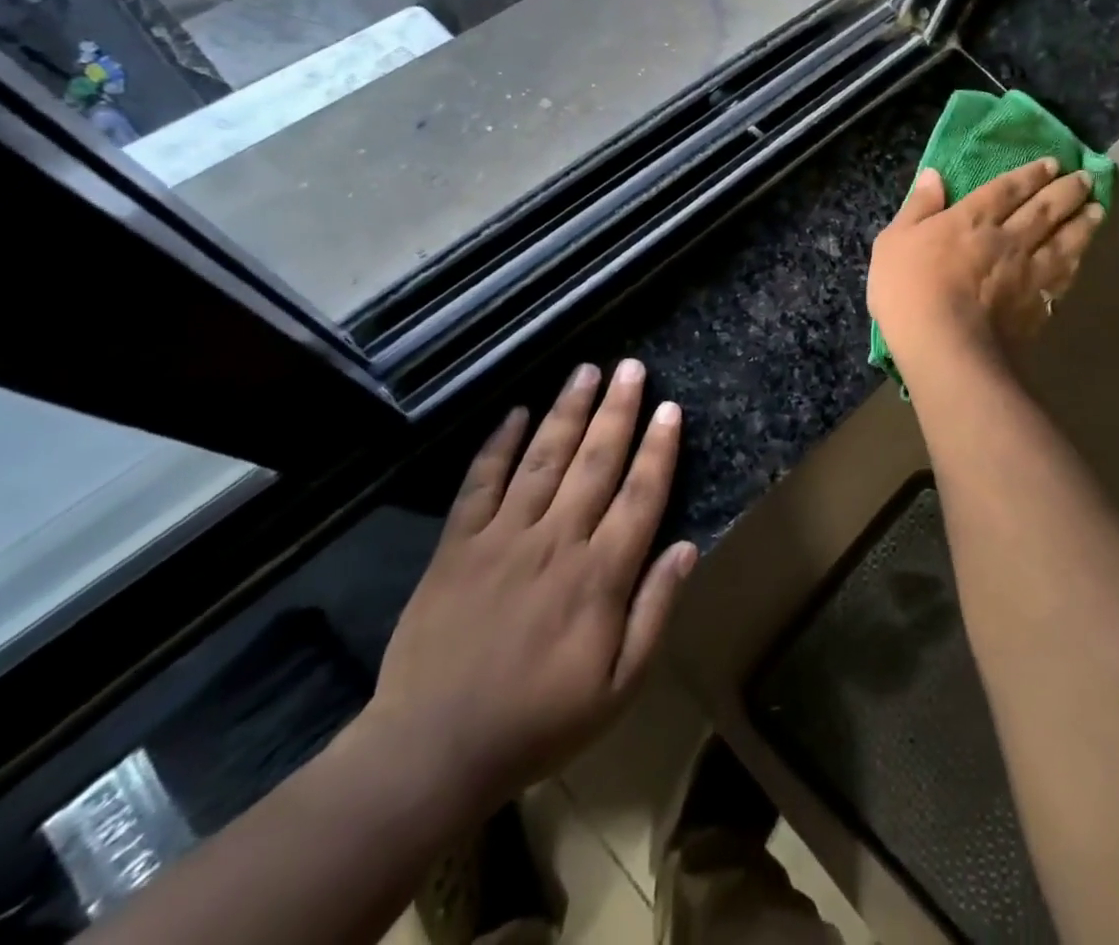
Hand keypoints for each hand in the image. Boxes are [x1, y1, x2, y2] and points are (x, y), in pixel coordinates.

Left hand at [350, 360, 697, 830]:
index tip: (670, 408)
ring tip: (587, 370)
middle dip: (617, 410)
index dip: (658, 449)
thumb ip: (655, 612)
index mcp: (600, 574)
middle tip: (631, 368)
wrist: (432, 750)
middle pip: (595, 461)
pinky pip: (481, 482)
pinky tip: (516, 412)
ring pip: (544, 458)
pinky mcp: (458, 544)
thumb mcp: (618, 686)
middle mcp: (556, 540)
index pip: (640, 495)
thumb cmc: (538, 720)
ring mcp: (503, 536)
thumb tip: (686, 547)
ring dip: (567, 410)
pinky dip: (499, 444)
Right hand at [868, 158, 1104, 367]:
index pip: (1007, 188)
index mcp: (972, 218)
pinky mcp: (1037, 305)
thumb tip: (934, 174)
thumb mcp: (894, 240)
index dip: (1030, 174)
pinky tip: (1081, 260)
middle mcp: (1008, 238)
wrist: (943, 345)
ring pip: (1063, 241)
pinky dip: (1075, 264)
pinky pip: (1063, 278)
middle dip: (1066, 191)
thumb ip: (918, 207)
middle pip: (1044, 209)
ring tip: (1097, 210)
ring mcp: (1027, 273)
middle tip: (1085, 179)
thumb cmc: (908, 289)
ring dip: (1082, 224)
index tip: (1052, 164)